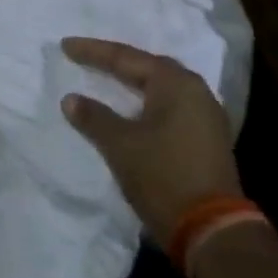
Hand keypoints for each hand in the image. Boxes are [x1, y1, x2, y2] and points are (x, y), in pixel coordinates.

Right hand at [60, 37, 239, 241]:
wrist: (211, 231)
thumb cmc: (162, 175)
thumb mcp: (119, 144)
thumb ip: (93, 116)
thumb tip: (71, 99)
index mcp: (176, 84)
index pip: (126, 58)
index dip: (93, 52)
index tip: (65, 46)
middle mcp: (196, 92)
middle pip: (149, 67)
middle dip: (116, 62)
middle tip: (87, 58)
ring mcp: (206, 117)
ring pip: (162, 88)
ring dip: (134, 83)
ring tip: (107, 78)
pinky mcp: (207, 139)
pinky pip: (170, 107)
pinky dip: (146, 102)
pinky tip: (132, 108)